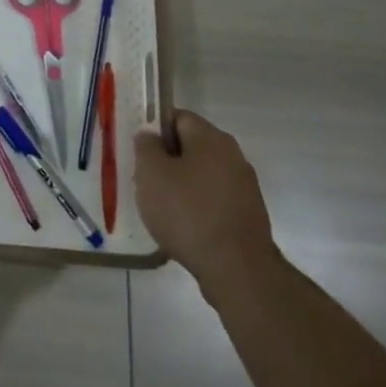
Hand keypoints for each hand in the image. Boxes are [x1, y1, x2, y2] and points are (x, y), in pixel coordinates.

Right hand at [135, 109, 279, 297]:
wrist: (237, 269)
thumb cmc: (187, 212)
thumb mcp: (151, 173)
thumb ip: (145, 147)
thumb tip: (150, 136)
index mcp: (212, 138)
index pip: (178, 117)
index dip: (154, 130)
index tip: (138, 152)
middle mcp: (233, 156)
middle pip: (191, 147)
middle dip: (165, 161)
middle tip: (144, 181)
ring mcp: (244, 187)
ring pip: (201, 175)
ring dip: (180, 186)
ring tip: (160, 209)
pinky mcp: (247, 215)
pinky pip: (213, 200)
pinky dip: (196, 208)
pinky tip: (182, 228)